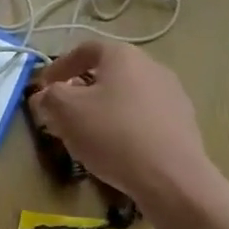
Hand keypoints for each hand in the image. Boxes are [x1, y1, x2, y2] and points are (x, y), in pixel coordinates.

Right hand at [27, 41, 211, 207]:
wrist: (173, 178)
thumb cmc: (113, 134)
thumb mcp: (66, 112)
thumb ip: (49, 97)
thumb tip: (44, 96)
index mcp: (123, 55)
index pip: (84, 50)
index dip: (59, 66)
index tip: (43, 88)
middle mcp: (151, 66)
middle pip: (107, 72)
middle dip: (81, 90)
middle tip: (63, 112)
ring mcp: (172, 94)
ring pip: (127, 95)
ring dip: (104, 109)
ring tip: (88, 134)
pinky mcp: (184, 122)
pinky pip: (145, 117)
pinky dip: (126, 126)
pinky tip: (118, 149)